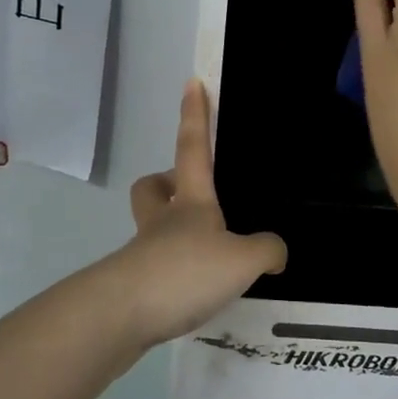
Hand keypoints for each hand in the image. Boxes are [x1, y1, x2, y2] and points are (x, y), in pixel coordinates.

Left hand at [103, 80, 285, 345]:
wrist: (122, 314)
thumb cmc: (185, 271)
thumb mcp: (242, 260)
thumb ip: (266, 250)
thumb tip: (275, 251)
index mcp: (191, 201)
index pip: (192, 146)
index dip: (194, 114)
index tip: (191, 83)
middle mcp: (163, 220)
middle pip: (153, 186)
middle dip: (165, 181)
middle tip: (189, 194)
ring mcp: (143, 252)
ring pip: (151, 226)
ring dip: (172, 230)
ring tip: (206, 255)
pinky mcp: (134, 285)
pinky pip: (155, 267)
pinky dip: (173, 273)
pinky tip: (194, 293)